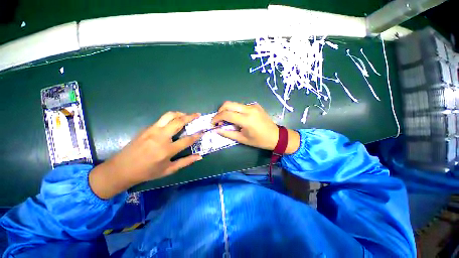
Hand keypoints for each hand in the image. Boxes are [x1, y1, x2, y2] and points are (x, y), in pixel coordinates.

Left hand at [89, 112, 202, 198]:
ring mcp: (152, 131)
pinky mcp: (147, 128)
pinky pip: (162, 119)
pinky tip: (174, 121)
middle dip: (190, 116)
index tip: (203, 130)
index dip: (197, 135)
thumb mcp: (168, 170)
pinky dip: (171, 117)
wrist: (121, 169)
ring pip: (169, 116)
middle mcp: (161, 137)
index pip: (187, 140)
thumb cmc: (147, 172)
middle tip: (197, 114)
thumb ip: (185, 162)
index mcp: (167, 150)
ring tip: (186, 115)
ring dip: (180, 113)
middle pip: (178, 122)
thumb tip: (200, 157)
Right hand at [212, 101, 299, 153]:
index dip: (216, 118)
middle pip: (228, 104)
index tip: (213, 123)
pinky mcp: (255, 105)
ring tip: (228, 120)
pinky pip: (241, 106)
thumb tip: (216, 130)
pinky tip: (238, 118)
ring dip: (228, 110)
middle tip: (219, 120)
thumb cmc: (259, 141)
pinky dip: (236, 110)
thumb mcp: (242, 139)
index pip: (226, 114)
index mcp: (246, 120)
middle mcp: (249, 109)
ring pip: (234, 104)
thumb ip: (228, 133)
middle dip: (220, 111)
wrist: (276, 136)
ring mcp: (253, 106)